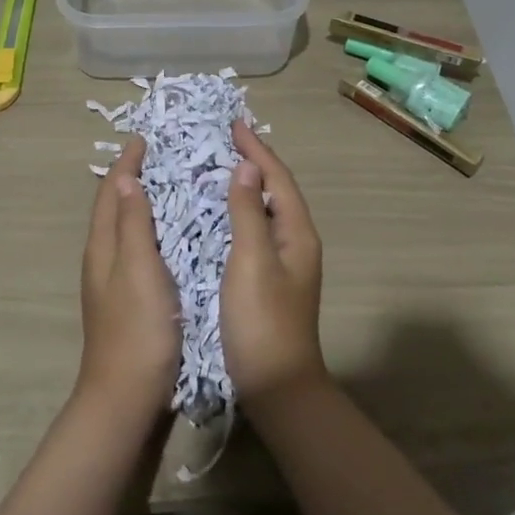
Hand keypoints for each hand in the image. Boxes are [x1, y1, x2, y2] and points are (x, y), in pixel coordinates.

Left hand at [77, 137, 180, 416]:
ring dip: (139, 203)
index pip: (110, 193)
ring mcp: (113, 283)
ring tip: (169, 187)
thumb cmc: (137, 331)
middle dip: (131, 178)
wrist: (125, 399)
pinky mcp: (128, 301)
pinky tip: (171, 237)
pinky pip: (136, 249)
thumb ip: (131, 224)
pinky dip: (149, 230)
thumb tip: (124, 177)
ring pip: (123, 229)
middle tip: (161, 157)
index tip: (144, 140)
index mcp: (103, 248)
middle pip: (112, 208)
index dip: (125, 165)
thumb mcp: (138, 270)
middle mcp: (103, 260)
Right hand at [222, 121, 325, 403]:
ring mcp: (283, 263)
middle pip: (276, 190)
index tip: (232, 125)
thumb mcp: (252, 261)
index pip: (277, 178)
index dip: (257, 149)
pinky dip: (238, 212)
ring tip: (218, 167)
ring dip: (245, 186)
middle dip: (253, 162)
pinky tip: (217, 214)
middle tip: (223, 140)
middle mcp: (295, 243)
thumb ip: (248, 212)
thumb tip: (247, 165)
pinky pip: (254, 230)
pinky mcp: (268, 280)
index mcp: (297, 234)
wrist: (277, 389)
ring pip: (265, 210)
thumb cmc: (263, 322)